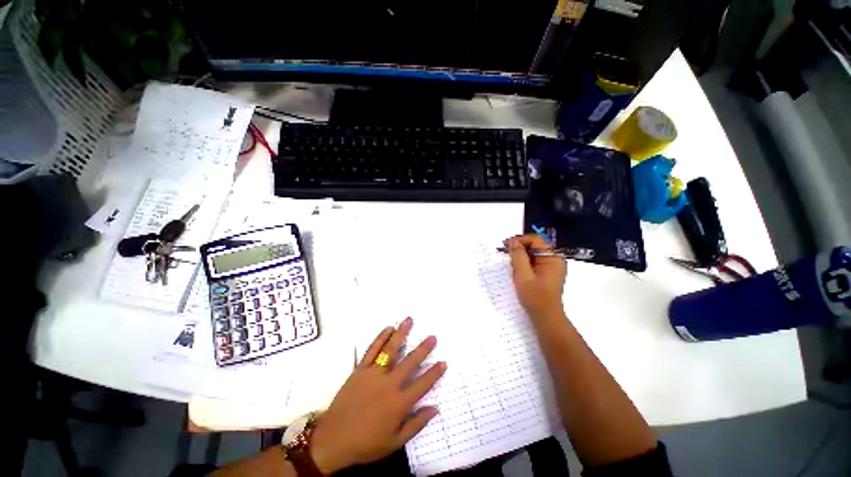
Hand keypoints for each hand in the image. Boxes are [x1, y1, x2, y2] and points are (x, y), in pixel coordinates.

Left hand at [309, 318, 446, 473]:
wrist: (333, 439)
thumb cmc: (366, 443)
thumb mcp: (394, 442)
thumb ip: (416, 424)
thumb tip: (435, 409)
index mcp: (399, 403)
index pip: (422, 385)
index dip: (434, 373)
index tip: (443, 362)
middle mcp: (389, 384)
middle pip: (410, 362)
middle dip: (423, 349)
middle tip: (432, 337)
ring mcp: (374, 374)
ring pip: (391, 350)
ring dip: (401, 334)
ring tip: (409, 321)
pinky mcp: (360, 370)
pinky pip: (372, 350)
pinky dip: (380, 338)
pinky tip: (388, 328)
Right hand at [506, 234, 566, 319]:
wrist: (546, 318)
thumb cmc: (535, 296)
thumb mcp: (523, 274)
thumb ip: (518, 256)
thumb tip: (513, 241)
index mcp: (552, 258)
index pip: (535, 240)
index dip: (519, 240)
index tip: (505, 245)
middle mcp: (554, 259)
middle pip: (534, 246)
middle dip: (519, 249)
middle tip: (506, 256)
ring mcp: (551, 267)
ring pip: (532, 254)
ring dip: (520, 258)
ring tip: (512, 268)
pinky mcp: (547, 273)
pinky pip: (534, 263)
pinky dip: (524, 265)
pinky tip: (518, 273)